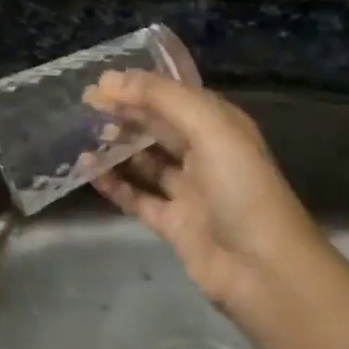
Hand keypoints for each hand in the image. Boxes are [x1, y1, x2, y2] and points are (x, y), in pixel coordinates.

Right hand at [87, 72, 328, 323]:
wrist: (264, 270)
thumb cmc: (241, 187)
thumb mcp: (209, 128)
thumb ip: (161, 98)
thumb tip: (110, 78)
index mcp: (219, 125)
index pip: (173, 96)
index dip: (138, 86)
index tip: (98, 83)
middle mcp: (204, 152)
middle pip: (157, 126)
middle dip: (124, 113)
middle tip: (84, 105)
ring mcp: (189, 190)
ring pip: (145, 161)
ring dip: (117, 147)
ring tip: (84, 135)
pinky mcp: (174, 223)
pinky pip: (137, 197)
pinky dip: (114, 184)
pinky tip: (89, 172)